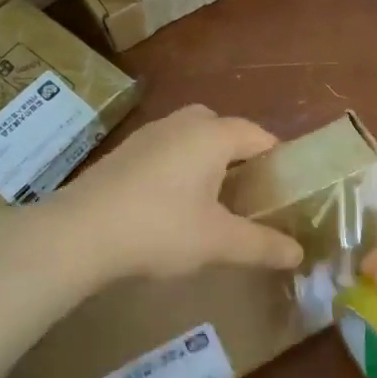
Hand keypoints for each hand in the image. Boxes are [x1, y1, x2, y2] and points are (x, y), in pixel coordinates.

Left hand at [54, 105, 302, 280]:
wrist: (78, 233)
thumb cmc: (160, 229)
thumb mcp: (218, 242)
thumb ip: (262, 245)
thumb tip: (298, 253)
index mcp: (211, 135)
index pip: (258, 135)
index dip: (277, 160)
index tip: (284, 191)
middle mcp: (181, 124)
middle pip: (223, 129)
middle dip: (239, 157)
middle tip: (248, 194)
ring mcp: (147, 135)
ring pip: (190, 139)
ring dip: (206, 162)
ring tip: (213, 202)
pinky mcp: (122, 154)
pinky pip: (165, 152)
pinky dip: (178, 170)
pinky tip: (172, 206)